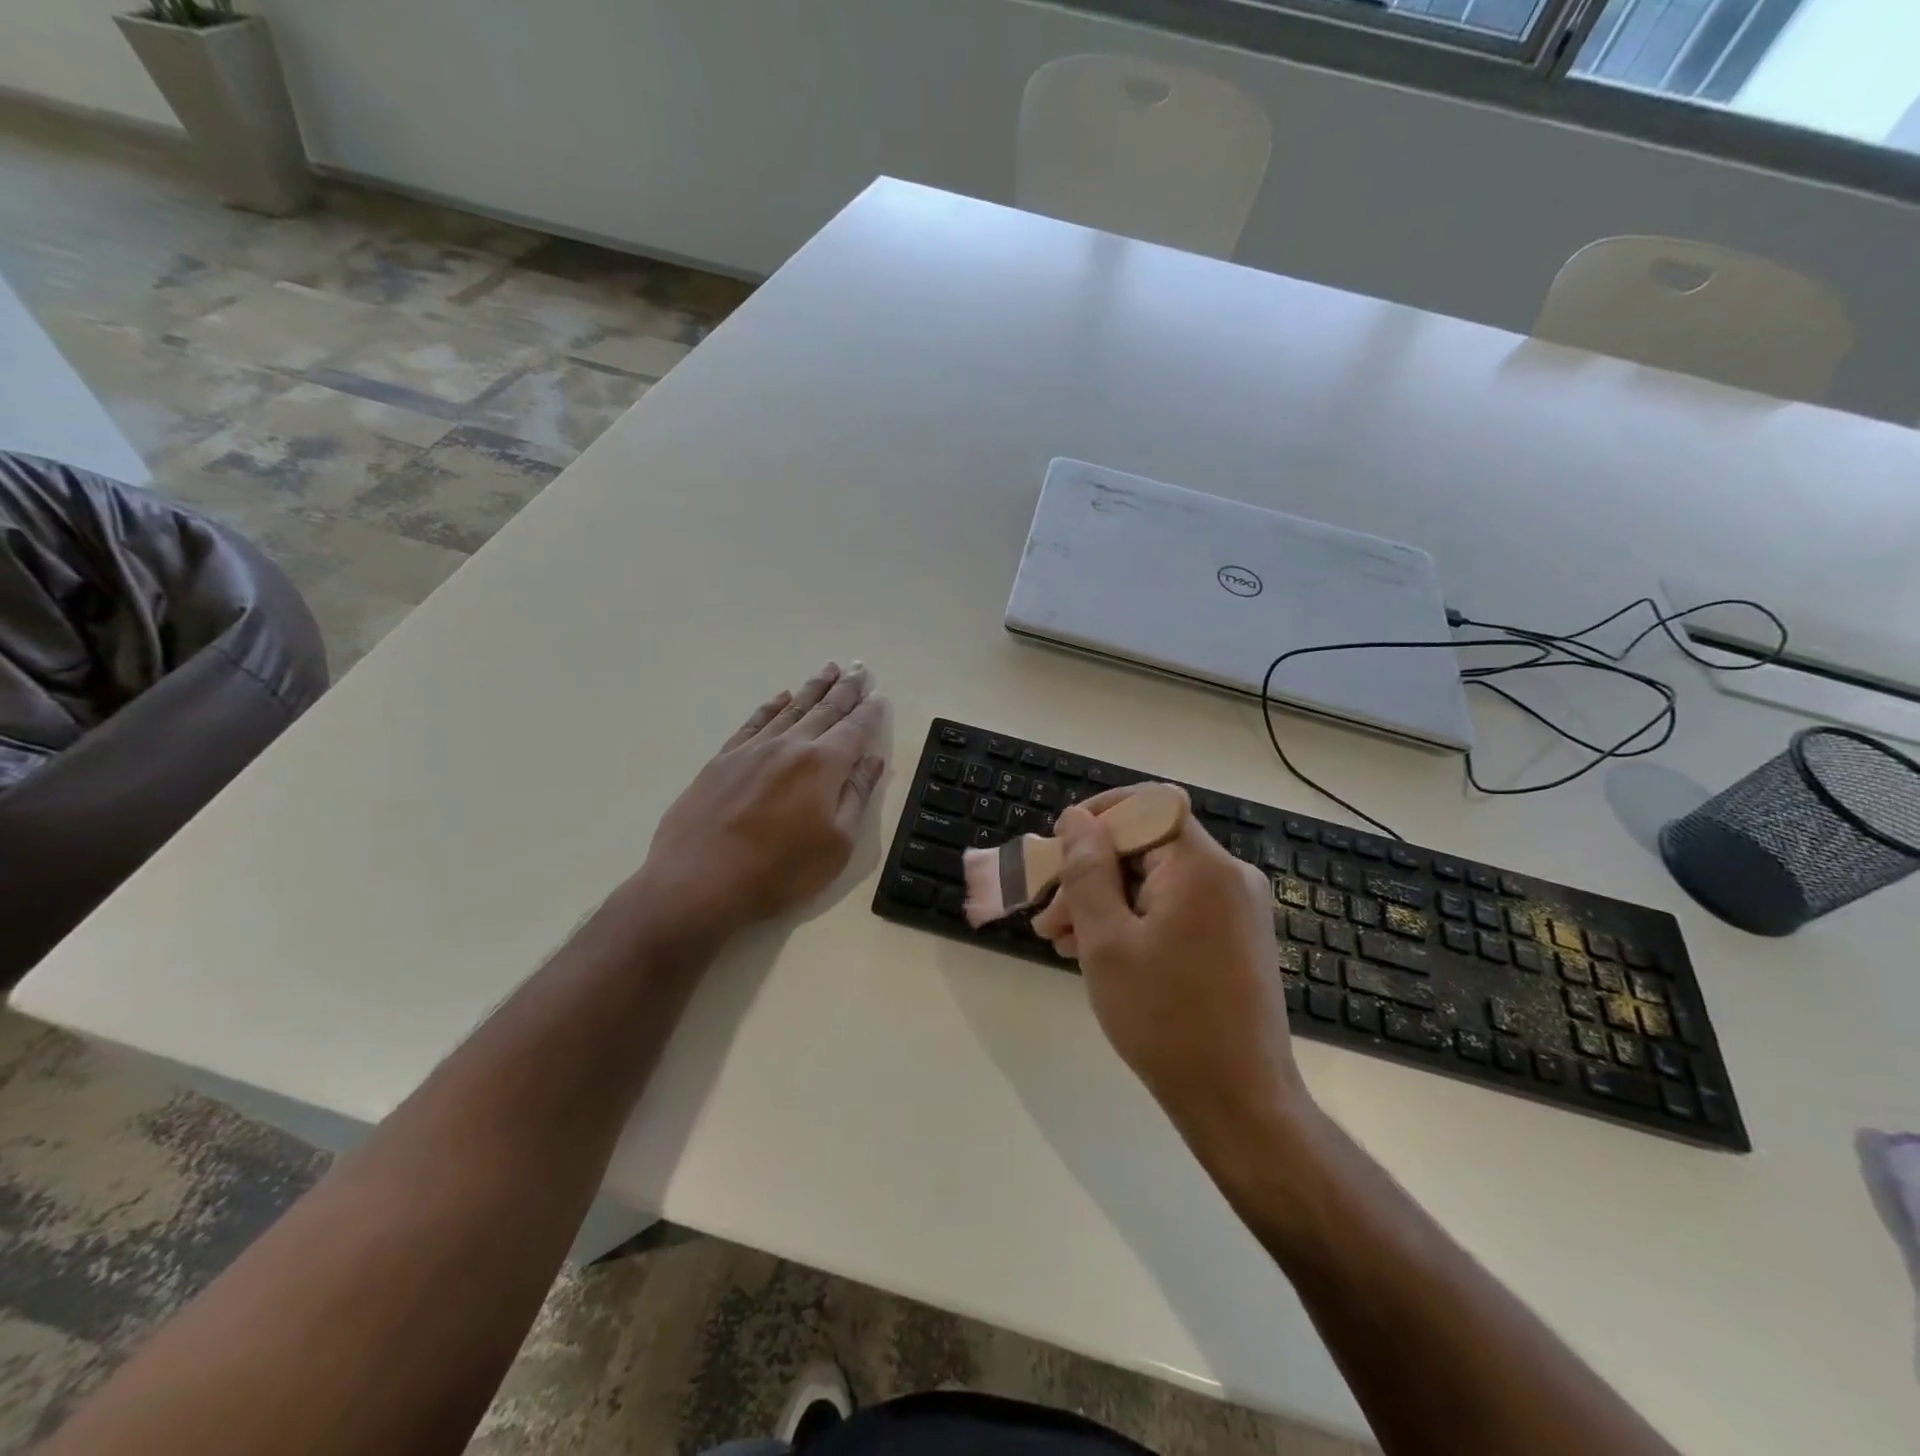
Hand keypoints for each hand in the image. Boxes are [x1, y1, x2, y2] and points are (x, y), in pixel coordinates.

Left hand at [628, 662, 887, 934]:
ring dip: (813, 688)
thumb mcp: (836, 845)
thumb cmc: (778, 872)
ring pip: (791, 708)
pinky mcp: (723, 759)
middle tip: (860, 668)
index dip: (869, 713)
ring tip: (830, 669)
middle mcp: (790, 746)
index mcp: (822, 765)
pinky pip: (754, 721)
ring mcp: (752, 749)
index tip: (879, 696)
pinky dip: (772, 705)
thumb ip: (856, 797)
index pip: (854, 729)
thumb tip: (872, 761)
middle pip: (825, 710)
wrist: (697, 883)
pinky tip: (782, 696)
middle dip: (846, 689)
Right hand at [1031, 785, 1309, 1140]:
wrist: (1240, 1102)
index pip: (1147, 805)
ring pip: (1157, 880)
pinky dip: (1135, 920)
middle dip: (1090, 872)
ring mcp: (1236, 908)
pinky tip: (1098, 952)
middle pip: (1147, 846)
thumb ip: (1086, 871)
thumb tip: (1076, 819)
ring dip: (1106, 901)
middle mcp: (1228, 875)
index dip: (1098, 817)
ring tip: (1060, 941)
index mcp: (1201, 865)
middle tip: (1046, 914)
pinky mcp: (1235, 938)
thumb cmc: (1165, 1018)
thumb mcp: (1106, 941)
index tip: (1058, 847)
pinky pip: (1177, 908)